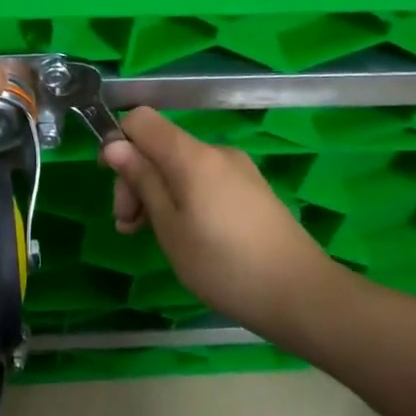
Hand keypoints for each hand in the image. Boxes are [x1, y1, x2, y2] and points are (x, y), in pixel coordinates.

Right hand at [102, 109, 335, 340]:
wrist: (303, 296)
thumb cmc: (224, 265)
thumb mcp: (170, 227)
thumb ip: (142, 180)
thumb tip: (114, 144)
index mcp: (191, 155)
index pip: (141, 119)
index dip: (119, 142)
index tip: (113, 181)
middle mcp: (215, 152)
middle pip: (160, 145)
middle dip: (136, 177)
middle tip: (128, 225)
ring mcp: (237, 170)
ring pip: (181, 166)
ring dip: (158, 192)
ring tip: (150, 236)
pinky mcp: (252, 190)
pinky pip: (204, 180)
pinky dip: (184, 198)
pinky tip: (185, 235)